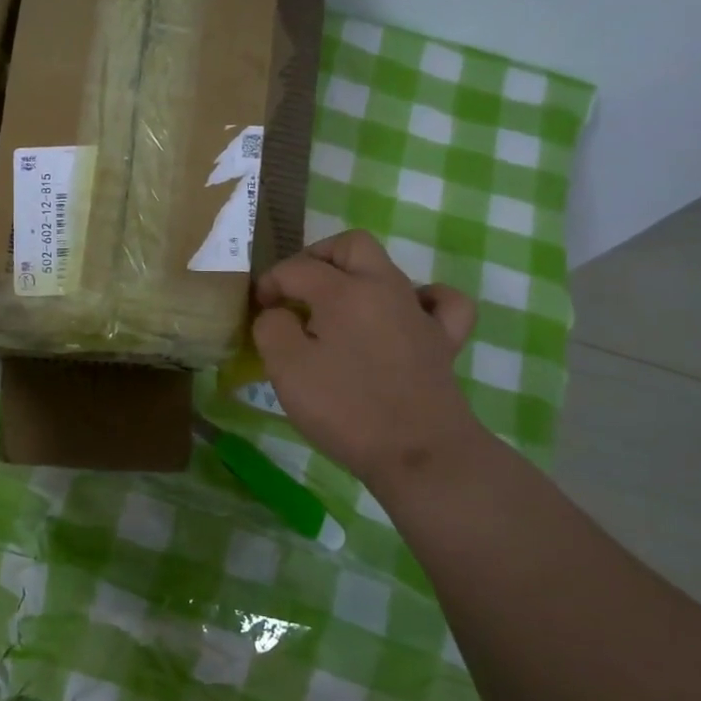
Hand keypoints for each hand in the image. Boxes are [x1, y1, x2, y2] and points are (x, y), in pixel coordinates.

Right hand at [253, 230, 482, 493]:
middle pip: (351, 246)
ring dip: (356, 277)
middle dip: (317, 258)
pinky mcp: (442, 341)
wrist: (420, 454)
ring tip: (335, 309)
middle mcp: (385, 288)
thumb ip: (271, 328)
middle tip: (295, 289)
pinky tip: (404, 315)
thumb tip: (277, 313)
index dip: (270, 283)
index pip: (297, 268)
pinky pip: (439, 302)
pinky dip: (420, 299)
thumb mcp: (286, 369)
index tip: (257, 309)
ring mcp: (419, 312)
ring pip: (389, 268)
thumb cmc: (346, 409)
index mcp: (344, 291)